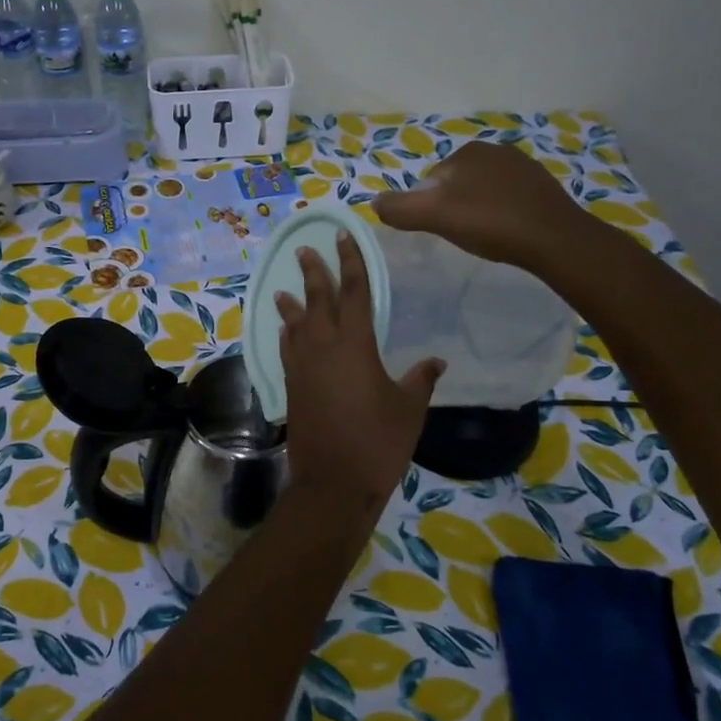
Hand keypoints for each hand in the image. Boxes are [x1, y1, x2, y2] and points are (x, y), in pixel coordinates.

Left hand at [274, 231, 443, 518]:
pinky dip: (286, 335)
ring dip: (292, 304)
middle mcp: (322, 348)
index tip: (343, 237)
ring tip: (284, 289)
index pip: (354, 292)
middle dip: (313, 272)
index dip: (351, 262)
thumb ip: (420, 380)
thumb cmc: (378, 442)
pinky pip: (286, 350)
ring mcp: (302, 368)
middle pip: (317, 301)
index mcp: (355, 345)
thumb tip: (436, 362)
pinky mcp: (291, 387)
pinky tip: (285, 332)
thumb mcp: (409, 409)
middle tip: (305, 249)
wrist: (333, 482)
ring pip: (295, 325)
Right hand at [374, 139, 597, 272]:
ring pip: (482, 192)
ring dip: (477, 211)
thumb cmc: (491, 223)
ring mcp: (523, 166)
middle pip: (456, 185)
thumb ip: (400, 209)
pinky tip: (506, 233)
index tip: (440, 229)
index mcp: (468, 151)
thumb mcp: (435, 216)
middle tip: (461, 235)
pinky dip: (501, 214)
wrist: (555, 239)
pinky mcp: (542, 186)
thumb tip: (373, 202)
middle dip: (453, 207)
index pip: (431, 180)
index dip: (429, 207)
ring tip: (484, 237)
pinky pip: (507, 199)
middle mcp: (496, 150)